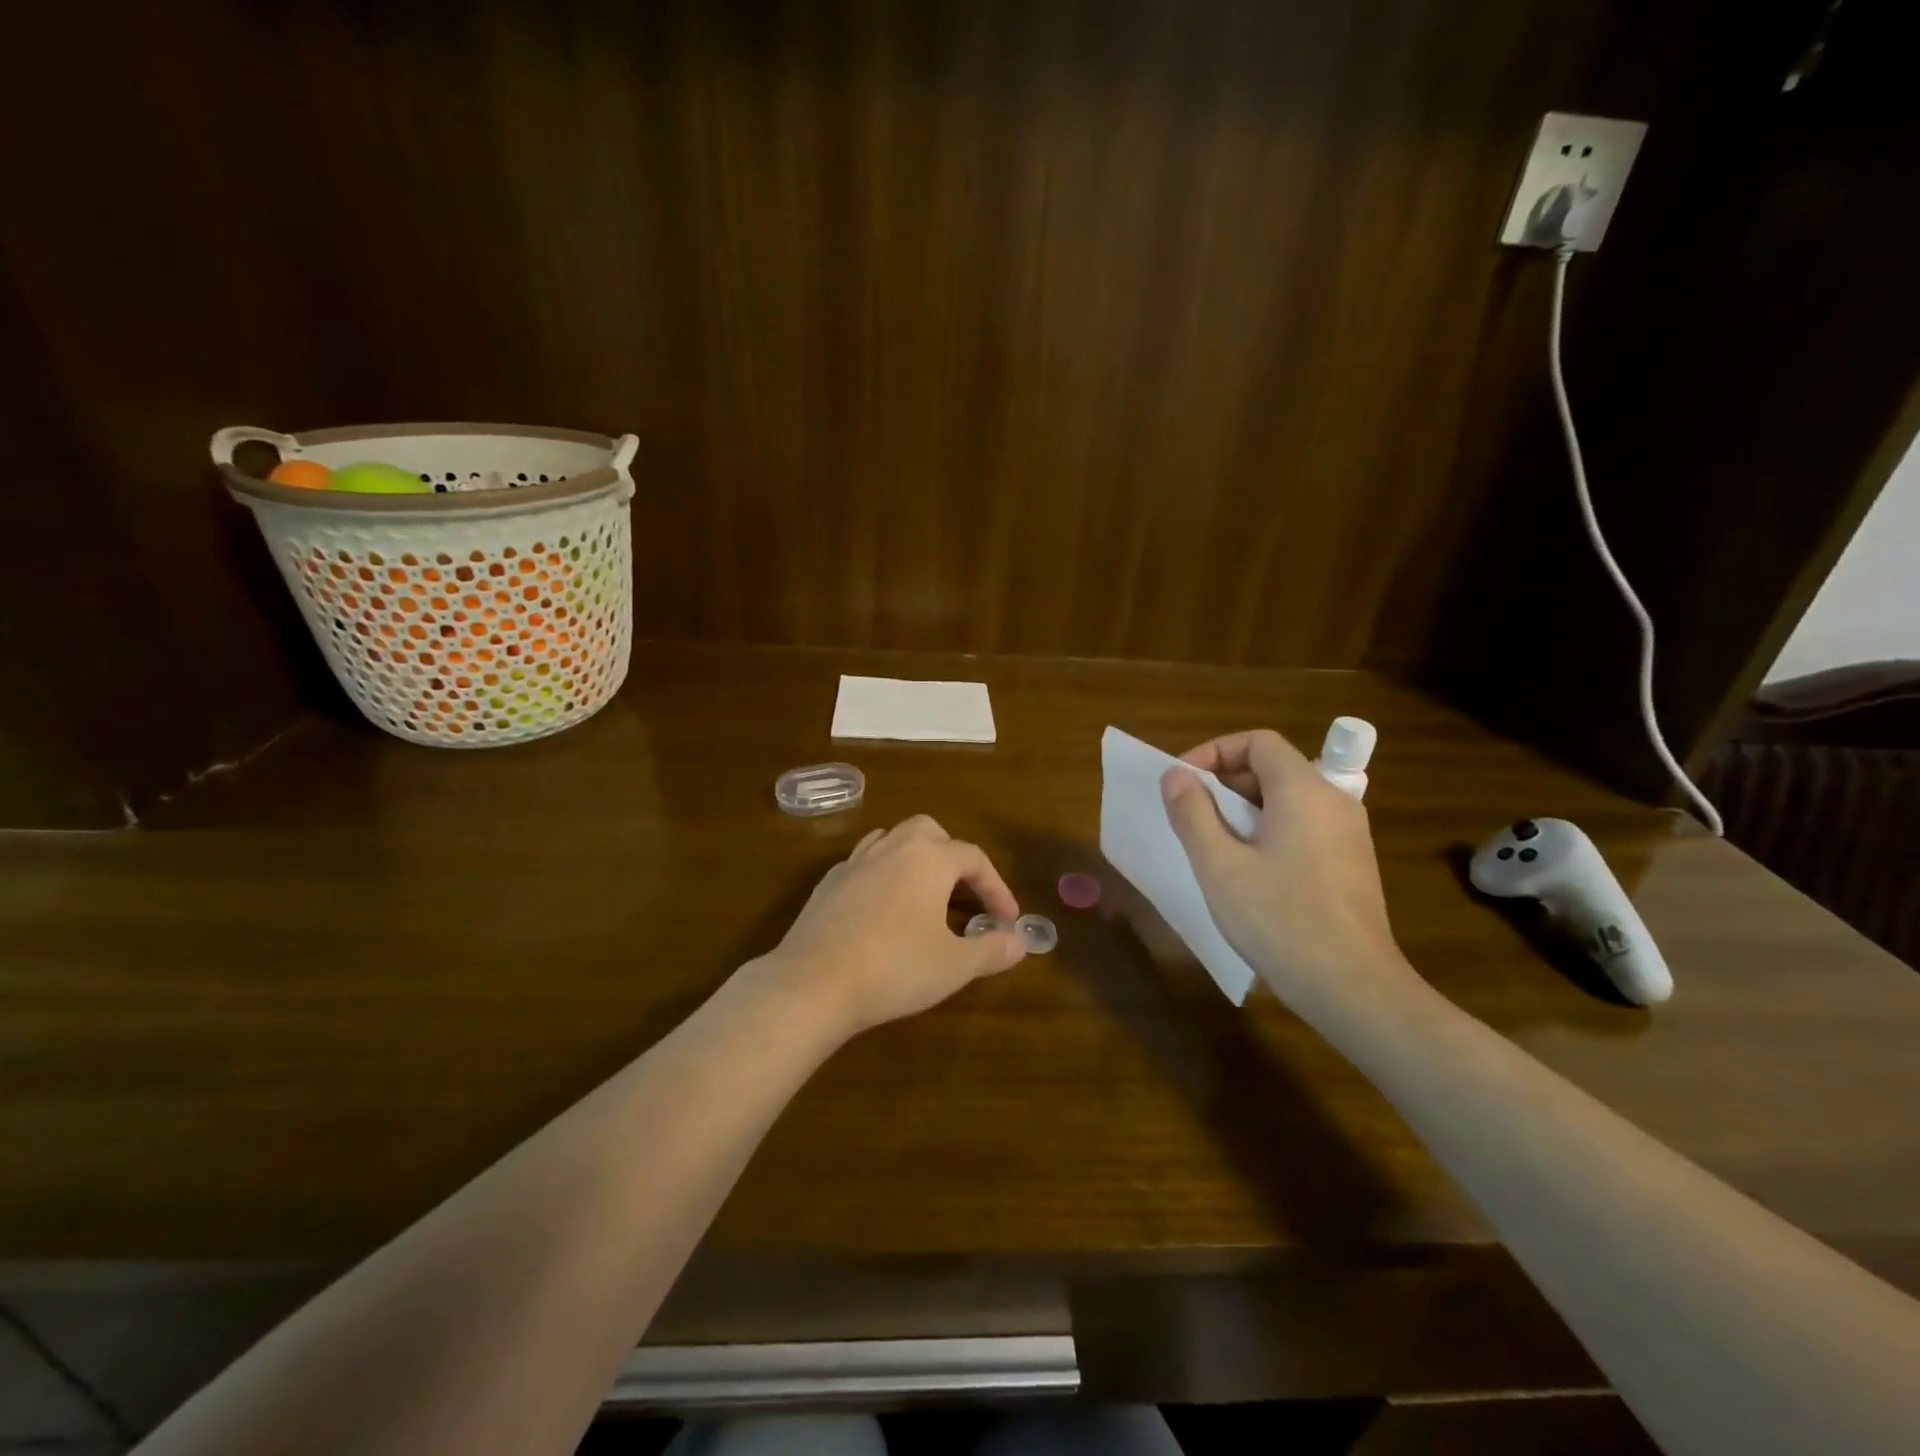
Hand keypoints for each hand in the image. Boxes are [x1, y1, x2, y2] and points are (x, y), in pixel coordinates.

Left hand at [759, 815, 1028, 1037]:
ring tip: (925, 896)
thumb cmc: (894, 969)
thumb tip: (1020, 941)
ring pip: (892, 840)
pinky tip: (884, 910)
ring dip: (915, 860)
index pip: (974, 858)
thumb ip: (992, 949)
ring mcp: (855, 862)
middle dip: (953, 857)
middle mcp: (892, 848)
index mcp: (928, 858)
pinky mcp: (828, 884)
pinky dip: (883, 876)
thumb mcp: (955, 965)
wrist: (813, 984)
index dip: (997, 888)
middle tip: (964, 895)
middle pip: (930, 832)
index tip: (1007, 921)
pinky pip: (864, 864)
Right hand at [1161, 729, 1418, 1015]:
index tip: (1182, 783)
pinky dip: (1268, 829)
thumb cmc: (1279, 919)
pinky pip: (1303, 826)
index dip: (1214, 751)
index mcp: (1304, 790)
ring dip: (1243, 808)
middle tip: (1189, 814)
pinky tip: (1248, 870)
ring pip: (1288, 798)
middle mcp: (1333, 801)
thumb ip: (1192, 812)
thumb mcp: (1219, 865)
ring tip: (1211, 843)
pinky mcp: (1351, 863)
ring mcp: (1348, 834)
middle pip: (1273, 767)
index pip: (1258, 741)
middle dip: (1225, 781)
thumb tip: (1176, 776)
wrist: (1353, 988)